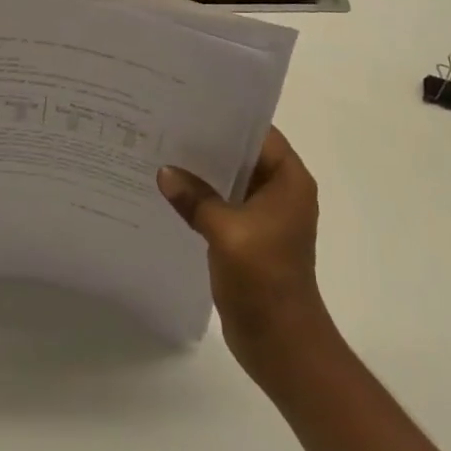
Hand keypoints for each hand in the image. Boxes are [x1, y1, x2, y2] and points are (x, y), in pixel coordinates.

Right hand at [158, 128, 332, 377]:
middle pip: (242, 155)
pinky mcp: (249, 237)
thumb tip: (164, 172)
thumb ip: (195, 198)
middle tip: (167, 124)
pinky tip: (171, 191)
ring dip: (202, 172)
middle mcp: (280, 191)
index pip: (258, 133)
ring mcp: (265, 216)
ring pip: (230, 181)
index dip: (227, 118)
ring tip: (162, 151)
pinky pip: (223, 205)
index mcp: (288, 180)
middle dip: (208, 144)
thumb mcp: (226, 231)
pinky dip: (202, 198)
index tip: (190, 104)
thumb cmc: (264, 280)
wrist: (282, 346)